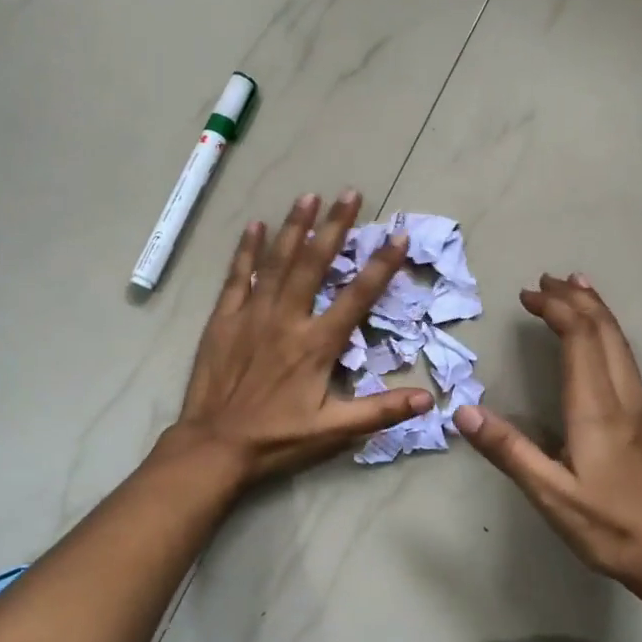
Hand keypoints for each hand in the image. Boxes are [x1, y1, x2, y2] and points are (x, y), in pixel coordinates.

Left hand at [167, 190, 433, 483]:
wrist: (214, 446)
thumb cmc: (277, 439)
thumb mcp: (334, 431)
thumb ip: (380, 411)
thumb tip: (427, 400)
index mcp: (316, 344)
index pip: (357, 296)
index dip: (381, 265)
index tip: (397, 236)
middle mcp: (287, 319)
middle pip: (314, 263)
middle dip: (334, 227)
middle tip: (350, 194)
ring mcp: (252, 315)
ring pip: (277, 261)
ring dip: (294, 227)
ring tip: (309, 196)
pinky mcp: (224, 319)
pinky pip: (237, 277)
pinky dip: (246, 250)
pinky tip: (254, 226)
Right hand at [453, 273, 641, 614]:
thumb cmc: (609, 526)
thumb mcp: (549, 494)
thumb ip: (507, 450)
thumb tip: (462, 411)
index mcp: (597, 407)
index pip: (580, 337)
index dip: (555, 308)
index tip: (527, 295)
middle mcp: (623, 396)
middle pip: (604, 329)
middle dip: (576, 298)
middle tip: (546, 280)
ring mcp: (641, 407)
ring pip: (621, 341)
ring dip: (596, 310)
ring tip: (576, 287)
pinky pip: (626, 357)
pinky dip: (608, 332)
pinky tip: (601, 339)